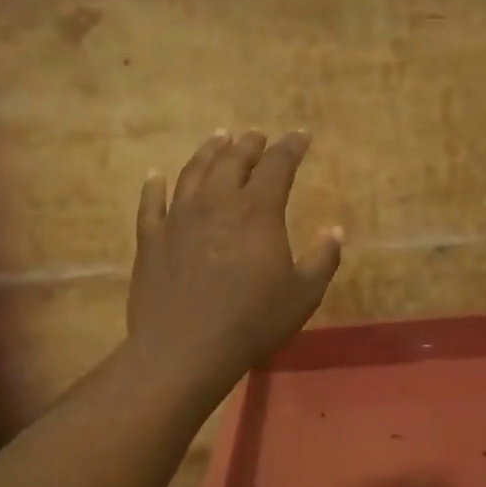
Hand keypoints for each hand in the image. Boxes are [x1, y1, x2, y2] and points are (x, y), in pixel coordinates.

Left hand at [126, 130, 342, 397]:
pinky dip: (154, 186)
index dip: (291, 146)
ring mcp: (178, 217)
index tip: (301, 136)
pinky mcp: (151, 238)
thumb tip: (334, 231)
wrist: (185, 349)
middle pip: (233, 160)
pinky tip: (156, 176)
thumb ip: (323, 259)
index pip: (278, 165)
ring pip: (193, 171)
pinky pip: (151, 203)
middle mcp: (217, 202)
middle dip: (249, 144)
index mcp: (257, 211)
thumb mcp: (303, 295)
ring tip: (219, 138)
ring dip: (209, 151)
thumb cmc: (252, 322)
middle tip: (257, 136)